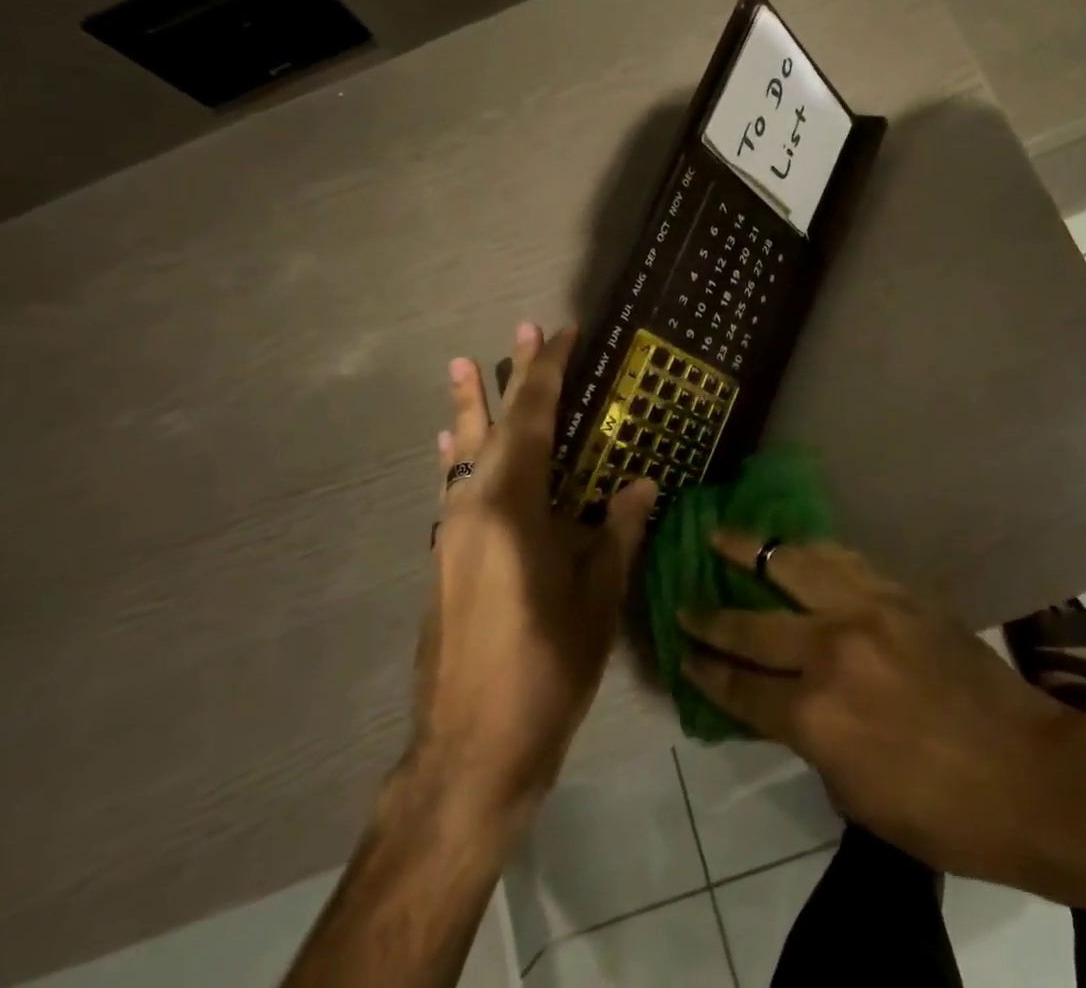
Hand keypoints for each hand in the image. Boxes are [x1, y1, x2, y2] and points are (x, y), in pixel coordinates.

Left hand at [413, 323, 656, 823]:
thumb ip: (618, 532)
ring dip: (471, 410)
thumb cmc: (545, 670)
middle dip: (508, 377)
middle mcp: (472, 509)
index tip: (561, 332)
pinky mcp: (445, 562)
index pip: (533, 421)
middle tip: (518, 330)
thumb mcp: (596, 599)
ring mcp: (451, 535)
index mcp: (512, 509)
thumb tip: (640, 484)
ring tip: (463, 368)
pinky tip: (451, 448)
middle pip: (493, 428)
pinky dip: (458, 458)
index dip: (548, 373)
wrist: (469, 754)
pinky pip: (453, 489)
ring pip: (464, 455)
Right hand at [679, 535, 1075, 880]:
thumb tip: (785, 703)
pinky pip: (842, 559)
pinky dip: (808, 550)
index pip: (741, 687)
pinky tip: (792, 544)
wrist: (1031, 771)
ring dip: (751, 551)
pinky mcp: (898, 592)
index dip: (706, 670)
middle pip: (753, 625)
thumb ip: (811, 740)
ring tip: (721, 535)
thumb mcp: (857, 796)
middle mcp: (831, 652)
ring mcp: (866, 612)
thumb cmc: (943, 811)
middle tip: (683, 603)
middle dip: (710, 616)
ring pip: (793, 567)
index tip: (682, 653)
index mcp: (816, 718)